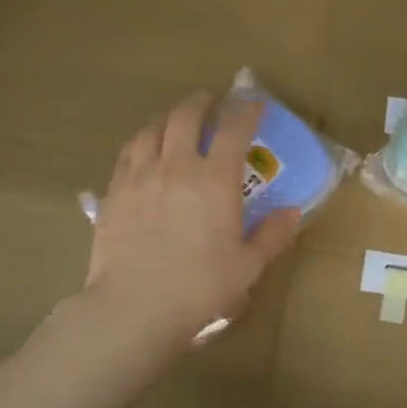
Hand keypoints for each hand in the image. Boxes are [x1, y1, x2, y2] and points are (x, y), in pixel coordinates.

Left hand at [84, 91, 301, 340]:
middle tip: (211, 101)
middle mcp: (177, 166)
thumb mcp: (248, 265)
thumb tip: (292, 212)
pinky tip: (144, 152)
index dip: (247, 110)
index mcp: (215, 179)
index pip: (234, 129)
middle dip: (202, 102)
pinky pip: (127, 154)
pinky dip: (141, 143)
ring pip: (151, 129)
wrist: (135, 306)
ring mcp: (140, 176)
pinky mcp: (114, 193)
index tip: (255, 103)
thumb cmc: (200, 286)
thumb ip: (272, 235)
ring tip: (175, 121)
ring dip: (168, 118)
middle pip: (186, 116)